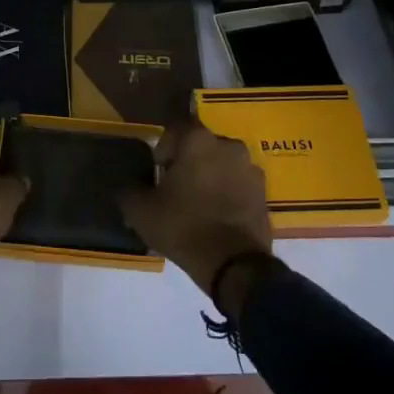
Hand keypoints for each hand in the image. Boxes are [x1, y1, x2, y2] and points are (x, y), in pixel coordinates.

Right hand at [118, 121, 272, 298]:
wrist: (234, 264)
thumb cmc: (183, 226)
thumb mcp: (142, 211)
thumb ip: (130, 192)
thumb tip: (128, 188)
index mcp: (198, 140)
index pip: (176, 129)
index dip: (164, 148)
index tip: (158, 171)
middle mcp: (228, 145)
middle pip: (202, 146)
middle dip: (189, 162)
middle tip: (176, 187)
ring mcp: (251, 169)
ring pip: (223, 164)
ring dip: (211, 176)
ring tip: (198, 204)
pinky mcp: (264, 194)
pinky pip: (239, 185)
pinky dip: (228, 193)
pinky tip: (217, 217)